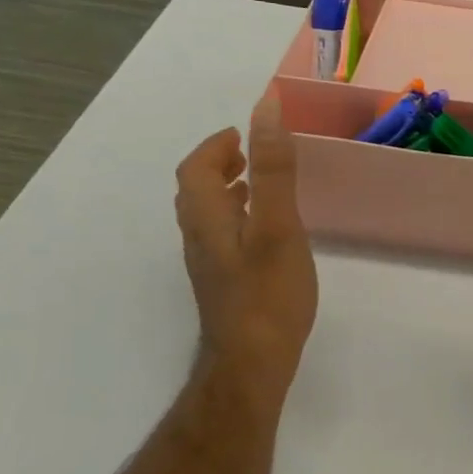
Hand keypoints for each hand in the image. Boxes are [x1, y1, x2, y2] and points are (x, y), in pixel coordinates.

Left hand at [175, 98, 318, 393]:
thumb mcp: (277, 224)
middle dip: (218, 166)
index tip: (242, 133)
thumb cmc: (267, 294)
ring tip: (258, 185)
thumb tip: (264, 108)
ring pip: (209, 217)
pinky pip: (223, 238)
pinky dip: (238, 219)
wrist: (252, 365)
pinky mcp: (225, 287)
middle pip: (196, 193)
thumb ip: (273, 168)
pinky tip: (265, 234)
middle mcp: (200, 240)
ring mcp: (211, 267)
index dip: (215, 147)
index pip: (195, 170)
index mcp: (208, 220)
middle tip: (249, 154)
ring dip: (227, 192)